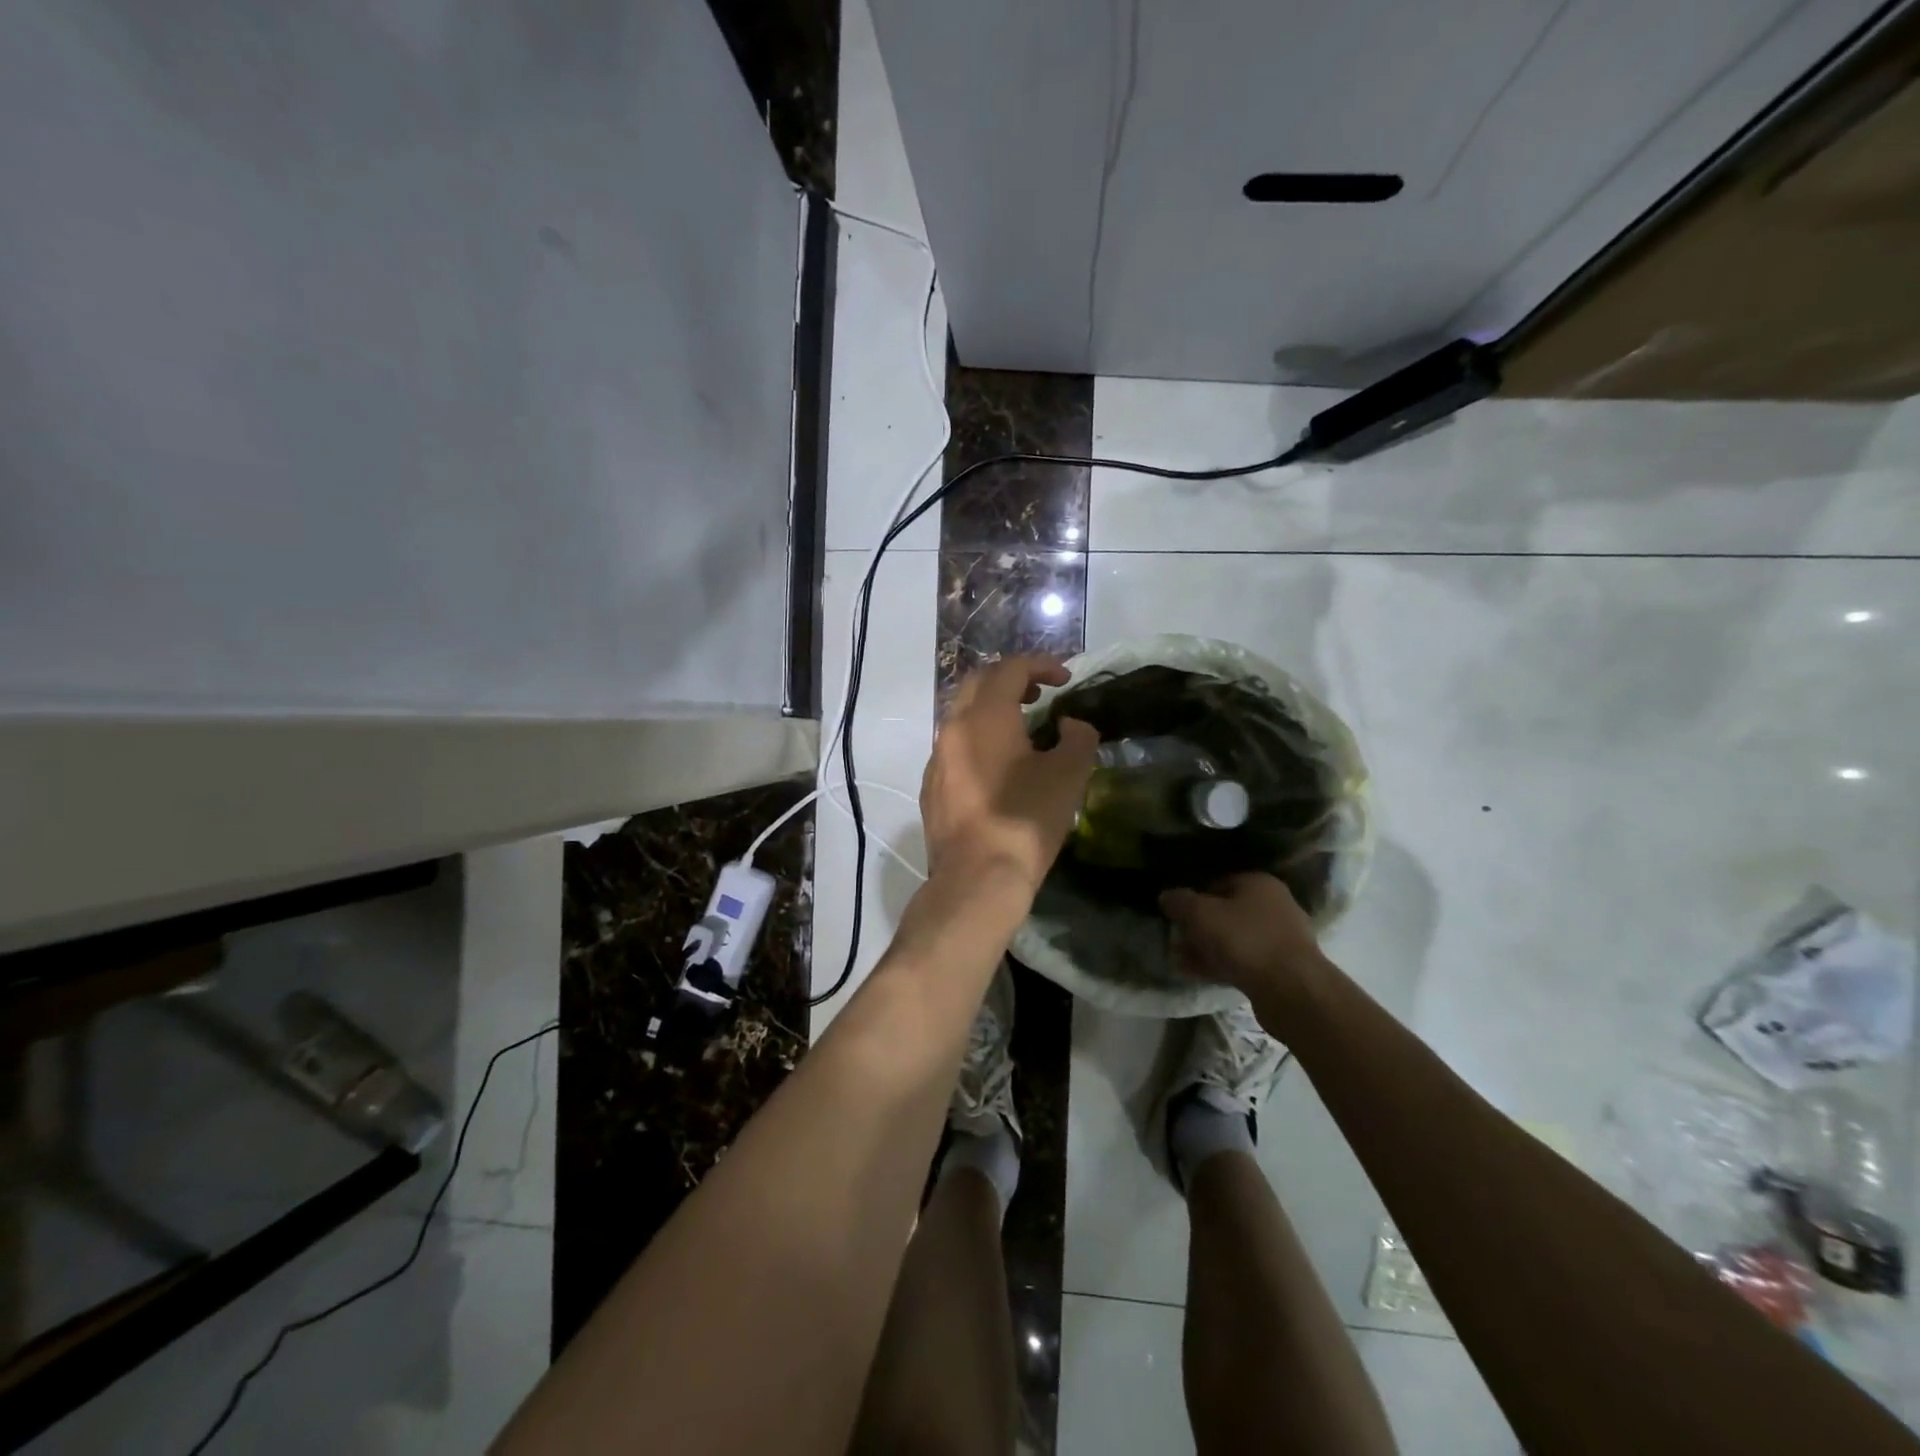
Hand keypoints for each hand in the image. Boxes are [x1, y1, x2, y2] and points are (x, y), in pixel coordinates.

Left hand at [920, 656, 1098, 891]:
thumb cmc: (1026, 820)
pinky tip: (997, 768)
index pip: (1010, 669)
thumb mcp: (1069, 775)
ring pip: (961, 717)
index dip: (1040, 665)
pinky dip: (977, 740)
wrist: (977, 879)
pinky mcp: (931, 788)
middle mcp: (952, 729)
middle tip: (1039, 694)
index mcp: (985, 716)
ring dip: (991, 711)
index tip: (1065, 678)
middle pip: (978, 685)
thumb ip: (1077, 737)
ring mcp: (936, 760)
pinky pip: (954, 748)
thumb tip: (1069, 726)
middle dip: (1010, 680)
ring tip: (1022, 730)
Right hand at [1160, 873, 1323, 997]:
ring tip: (1183, 961)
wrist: (1293, 991)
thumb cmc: (1245, 940)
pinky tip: (1200, 975)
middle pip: (1226, 911)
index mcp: (1258, 883)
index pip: (1216, 882)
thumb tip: (1166, 896)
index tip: (1174, 914)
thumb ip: (1179, 902)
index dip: (1192, 897)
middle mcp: (1274, 905)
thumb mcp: (1201, 914)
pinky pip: (1245, 960)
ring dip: (1208, 948)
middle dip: (1199, 926)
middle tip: (1177, 939)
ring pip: (1234, 938)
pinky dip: (1223, 964)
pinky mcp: (1283, 967)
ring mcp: (1281, 938)